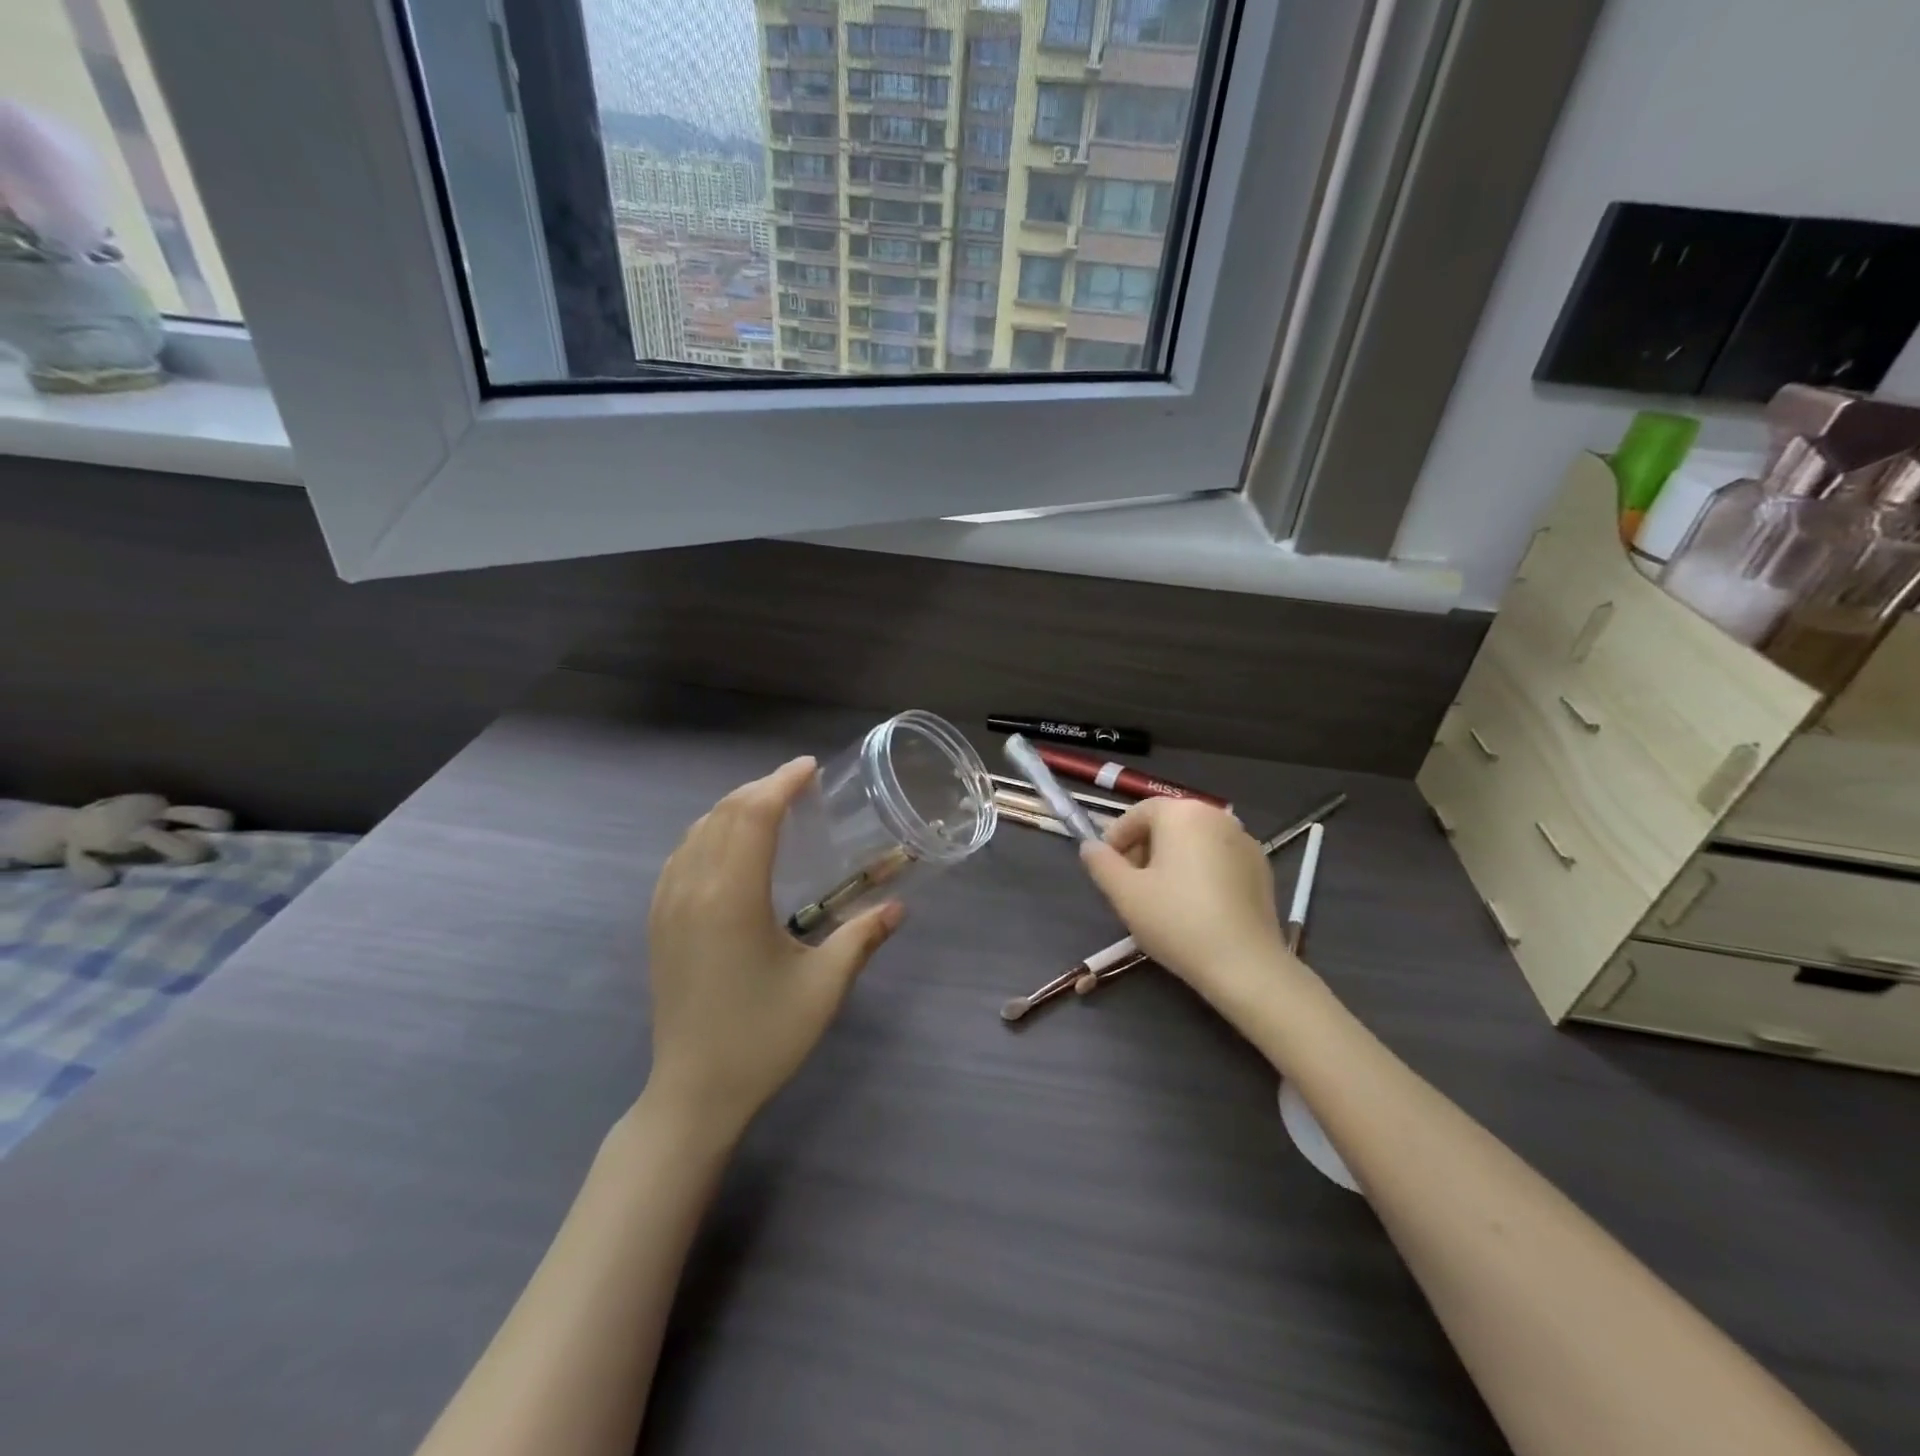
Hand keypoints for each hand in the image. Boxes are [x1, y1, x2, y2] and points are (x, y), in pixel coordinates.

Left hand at [644, 757, 902, 1138]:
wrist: (693, 1092)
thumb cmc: (763, 1037)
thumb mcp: (823, 986)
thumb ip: (862, 937)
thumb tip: (898, 906)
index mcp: (733, 896)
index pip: (754, 816)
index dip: (781, 783)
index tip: (810, 768)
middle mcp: (693, 888)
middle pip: (724, 814)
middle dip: (761, 789)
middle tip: (799, 785)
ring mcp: (668, 904)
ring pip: (697, 830)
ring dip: (733, 808)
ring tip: (770, 807)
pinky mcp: (658, 922)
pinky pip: (680, 855)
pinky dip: (708, 832)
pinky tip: (729, 845)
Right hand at [1078, 798, 1292, 1005]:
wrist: (1245, 964)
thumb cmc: (1176, 920)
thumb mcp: (1124, 893)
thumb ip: (1101, 863)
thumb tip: (1090, 847)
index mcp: (1182, 813)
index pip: (1138, 813)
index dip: (1116, 838)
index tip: (1108, 869)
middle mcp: (1217, 816)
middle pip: (1168, 824)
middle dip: (1144, 849)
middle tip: (1131, 886)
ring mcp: (1244, 840)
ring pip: (1194, 841)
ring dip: (1171, 860)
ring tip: (1161, 898)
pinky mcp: (1261, 867)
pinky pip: (1218, 858)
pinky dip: (1200, 871)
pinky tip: (1195, 906)